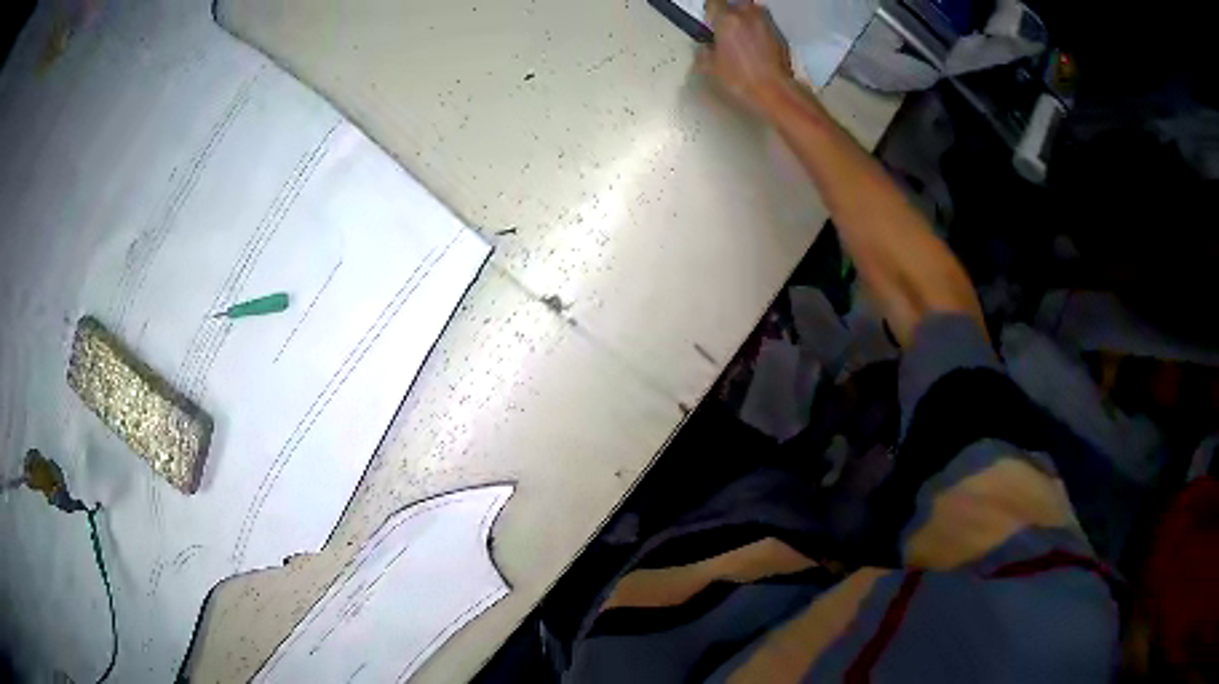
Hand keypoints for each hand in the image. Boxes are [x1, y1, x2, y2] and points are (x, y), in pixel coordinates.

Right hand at [697, 0, 793, 109]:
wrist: (775, 91)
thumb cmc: (739, 78)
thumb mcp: (710, 67)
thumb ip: (704, 50)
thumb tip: (706, 46)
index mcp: (727, 18)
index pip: (714, 2)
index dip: (710, 12)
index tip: (710, 22)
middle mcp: (748, 14)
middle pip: (736, 4)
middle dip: (730, 12)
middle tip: (726, 29)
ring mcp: (766, 22)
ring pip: (752, 11)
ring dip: (746, 19)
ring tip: (742, 36)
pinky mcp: (780, 34)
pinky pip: (765, 24)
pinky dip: (759, 30)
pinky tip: (756, 46)